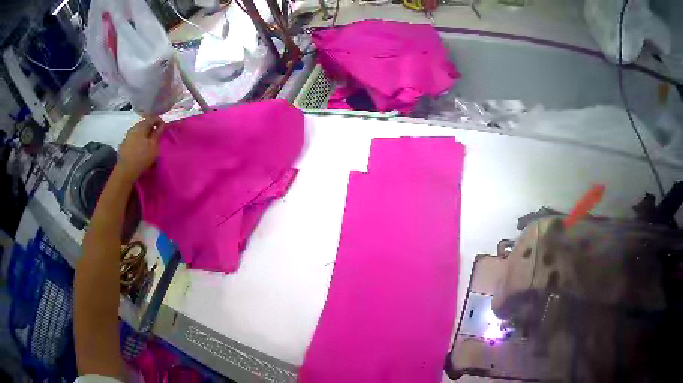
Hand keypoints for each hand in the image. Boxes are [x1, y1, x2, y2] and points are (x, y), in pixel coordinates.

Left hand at [116, 117, 164, 180]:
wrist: (125, 170)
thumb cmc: (142, 157)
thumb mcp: (154, 146)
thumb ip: (158, 133)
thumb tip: (161, 125)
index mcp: (141, 126)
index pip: (152, 117)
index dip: (159, 121)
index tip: (163, 129)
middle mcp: (133, 127)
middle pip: (144, 123)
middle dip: (151, 128)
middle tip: (156, 137)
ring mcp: (127, 135)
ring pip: (139, 131)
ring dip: (144, 134)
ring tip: (148, 143)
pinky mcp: (124, 144)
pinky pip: (134, 137)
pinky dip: (139, 140)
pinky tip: (140, 148)